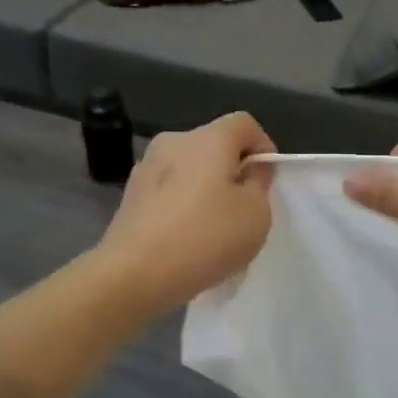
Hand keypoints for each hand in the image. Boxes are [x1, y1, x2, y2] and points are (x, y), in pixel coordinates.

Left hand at [96, 112, 275, 312]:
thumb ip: (259, 184)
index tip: (267, 180)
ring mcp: (146, 166)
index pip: (244, 123)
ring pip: (189, 168)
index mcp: (209, 138)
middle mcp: (175, 141)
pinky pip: (169, 189)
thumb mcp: (256, 214)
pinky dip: (182, 204)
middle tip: (243, 207)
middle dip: (233, 169)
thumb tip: (250, 169)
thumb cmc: (205, 237)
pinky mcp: (130, 194)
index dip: (263, 146)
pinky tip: (186, 237)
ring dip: (206, 188)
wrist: (134, 273)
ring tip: (214, 227)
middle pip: (214, 144)